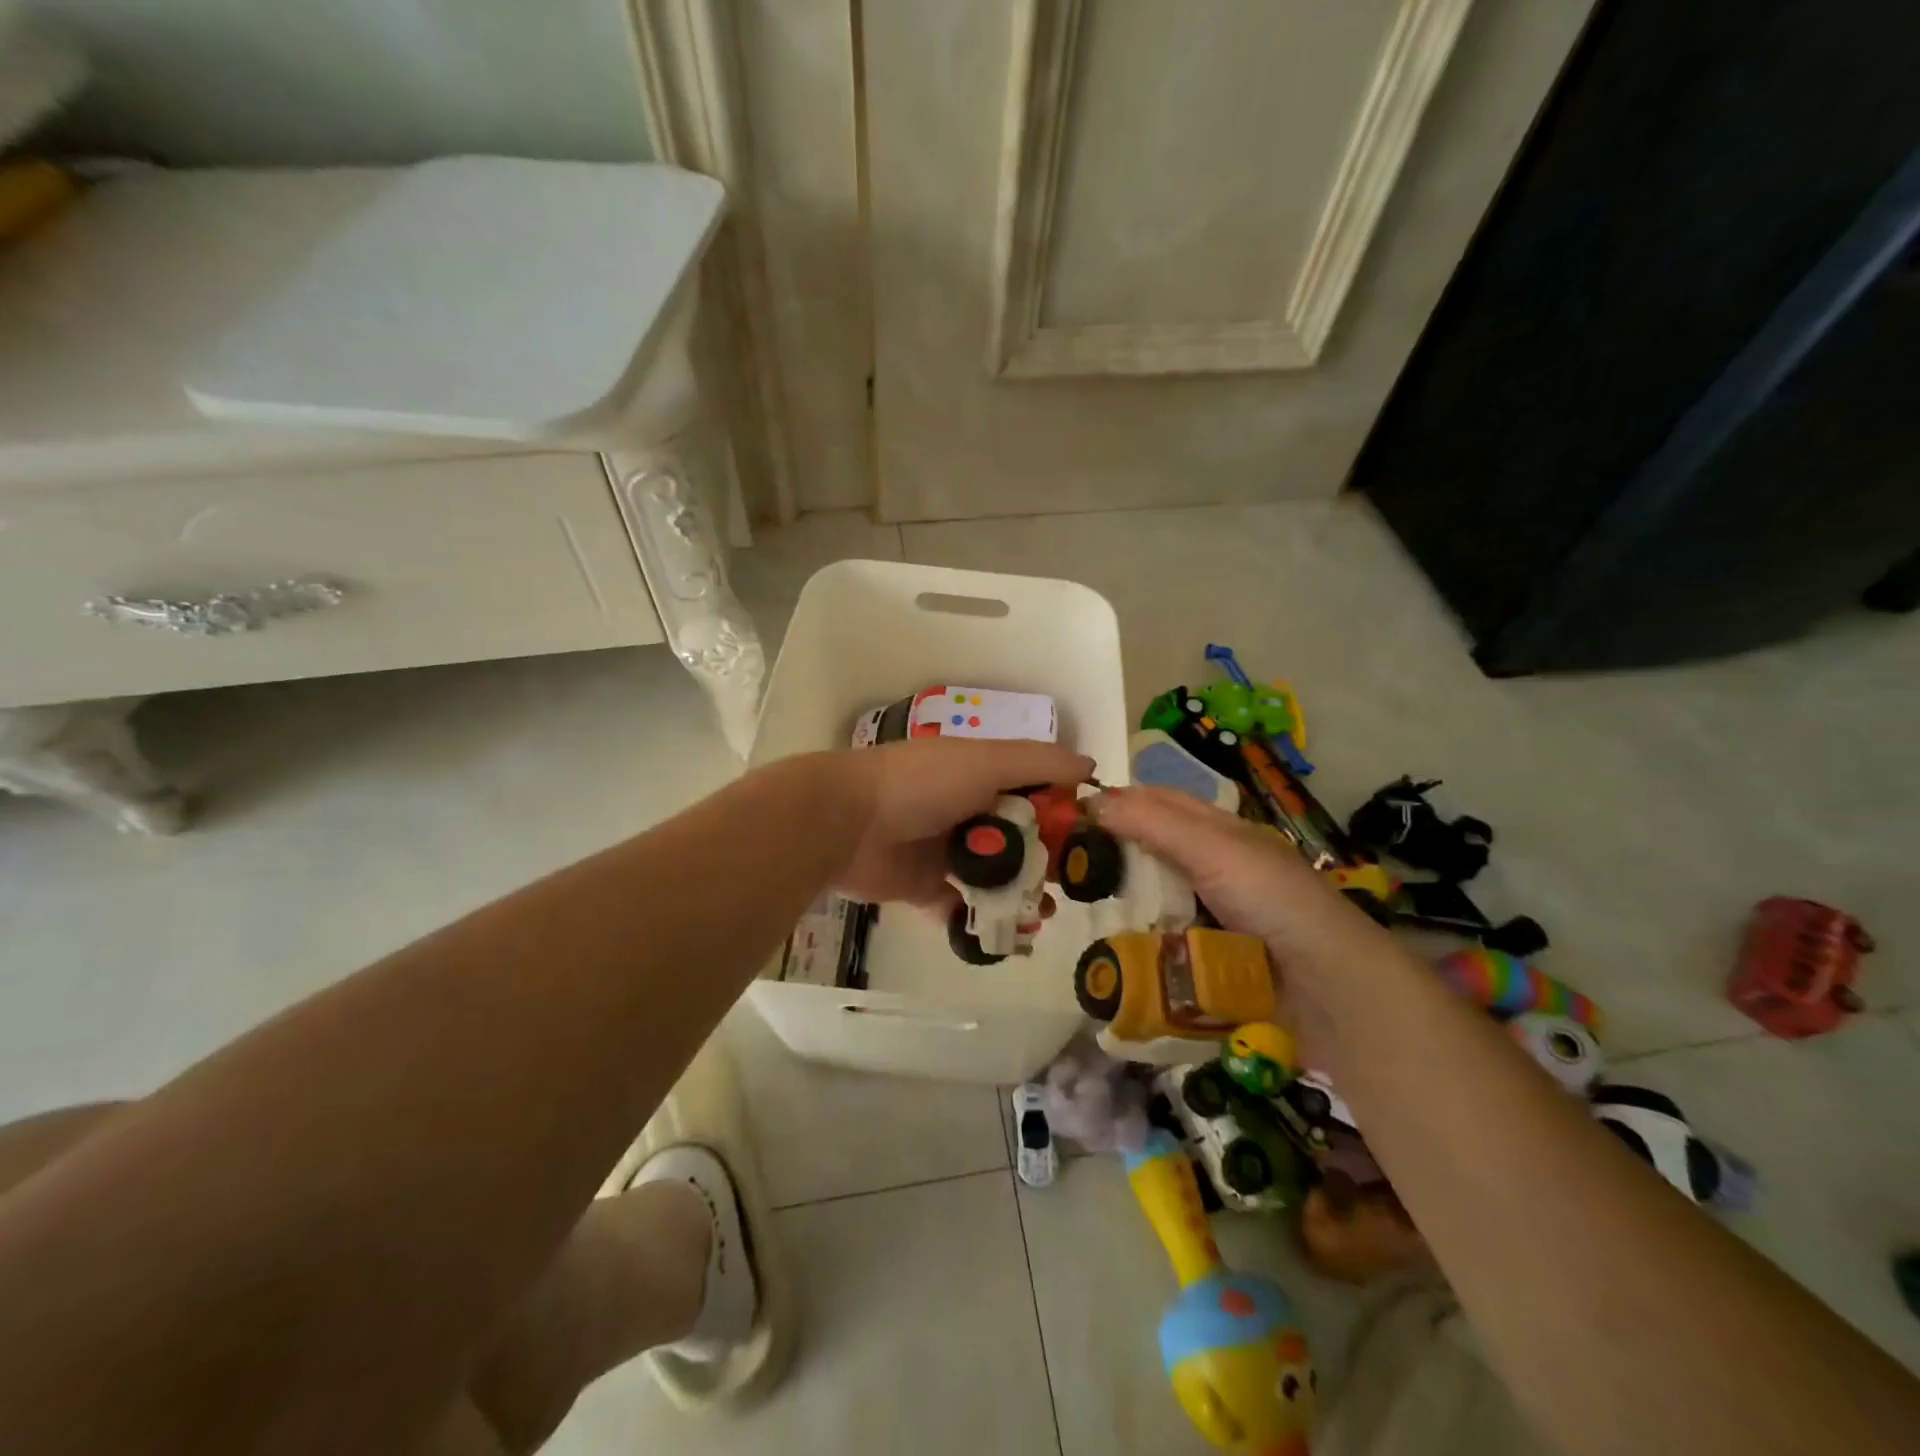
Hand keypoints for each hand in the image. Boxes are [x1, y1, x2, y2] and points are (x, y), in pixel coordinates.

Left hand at [833, 738, 1093, 907]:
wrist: (845, 823)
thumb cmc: (921, 784)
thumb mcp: (986, 761)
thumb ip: (1038, 762)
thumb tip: (1091, 766)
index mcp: (980, 775)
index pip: (1034, 790)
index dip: (1063, 812)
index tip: (1092, 840)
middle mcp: (966, 810)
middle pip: (1018, 837)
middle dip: (1047, 861)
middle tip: (1070, 886)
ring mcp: (944, 850)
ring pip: (994, 875)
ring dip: (1020, 894)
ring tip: (1042, 914)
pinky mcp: (925, 887)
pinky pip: (961, 907)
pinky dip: (983, 920)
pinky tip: (1010, 934)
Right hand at [1090, 786, 1397, 1061]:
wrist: (1331, 990)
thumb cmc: (1273, 902)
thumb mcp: (1214, 850)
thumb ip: (1155, 824)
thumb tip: (1093, 799)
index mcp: (1223, 833)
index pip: (1161, 802)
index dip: (1120, 801)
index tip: (1070, 813)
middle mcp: (1219, 867)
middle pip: (1155, 850)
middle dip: (1114, 853)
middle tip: (1065, 865)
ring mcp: (1217, 915)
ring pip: (1157, 896)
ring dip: (1124, 900)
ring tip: (1078, 906)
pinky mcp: (1213, 956)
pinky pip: (1166, 939)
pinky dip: (1141, 938)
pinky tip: (1113, 946)